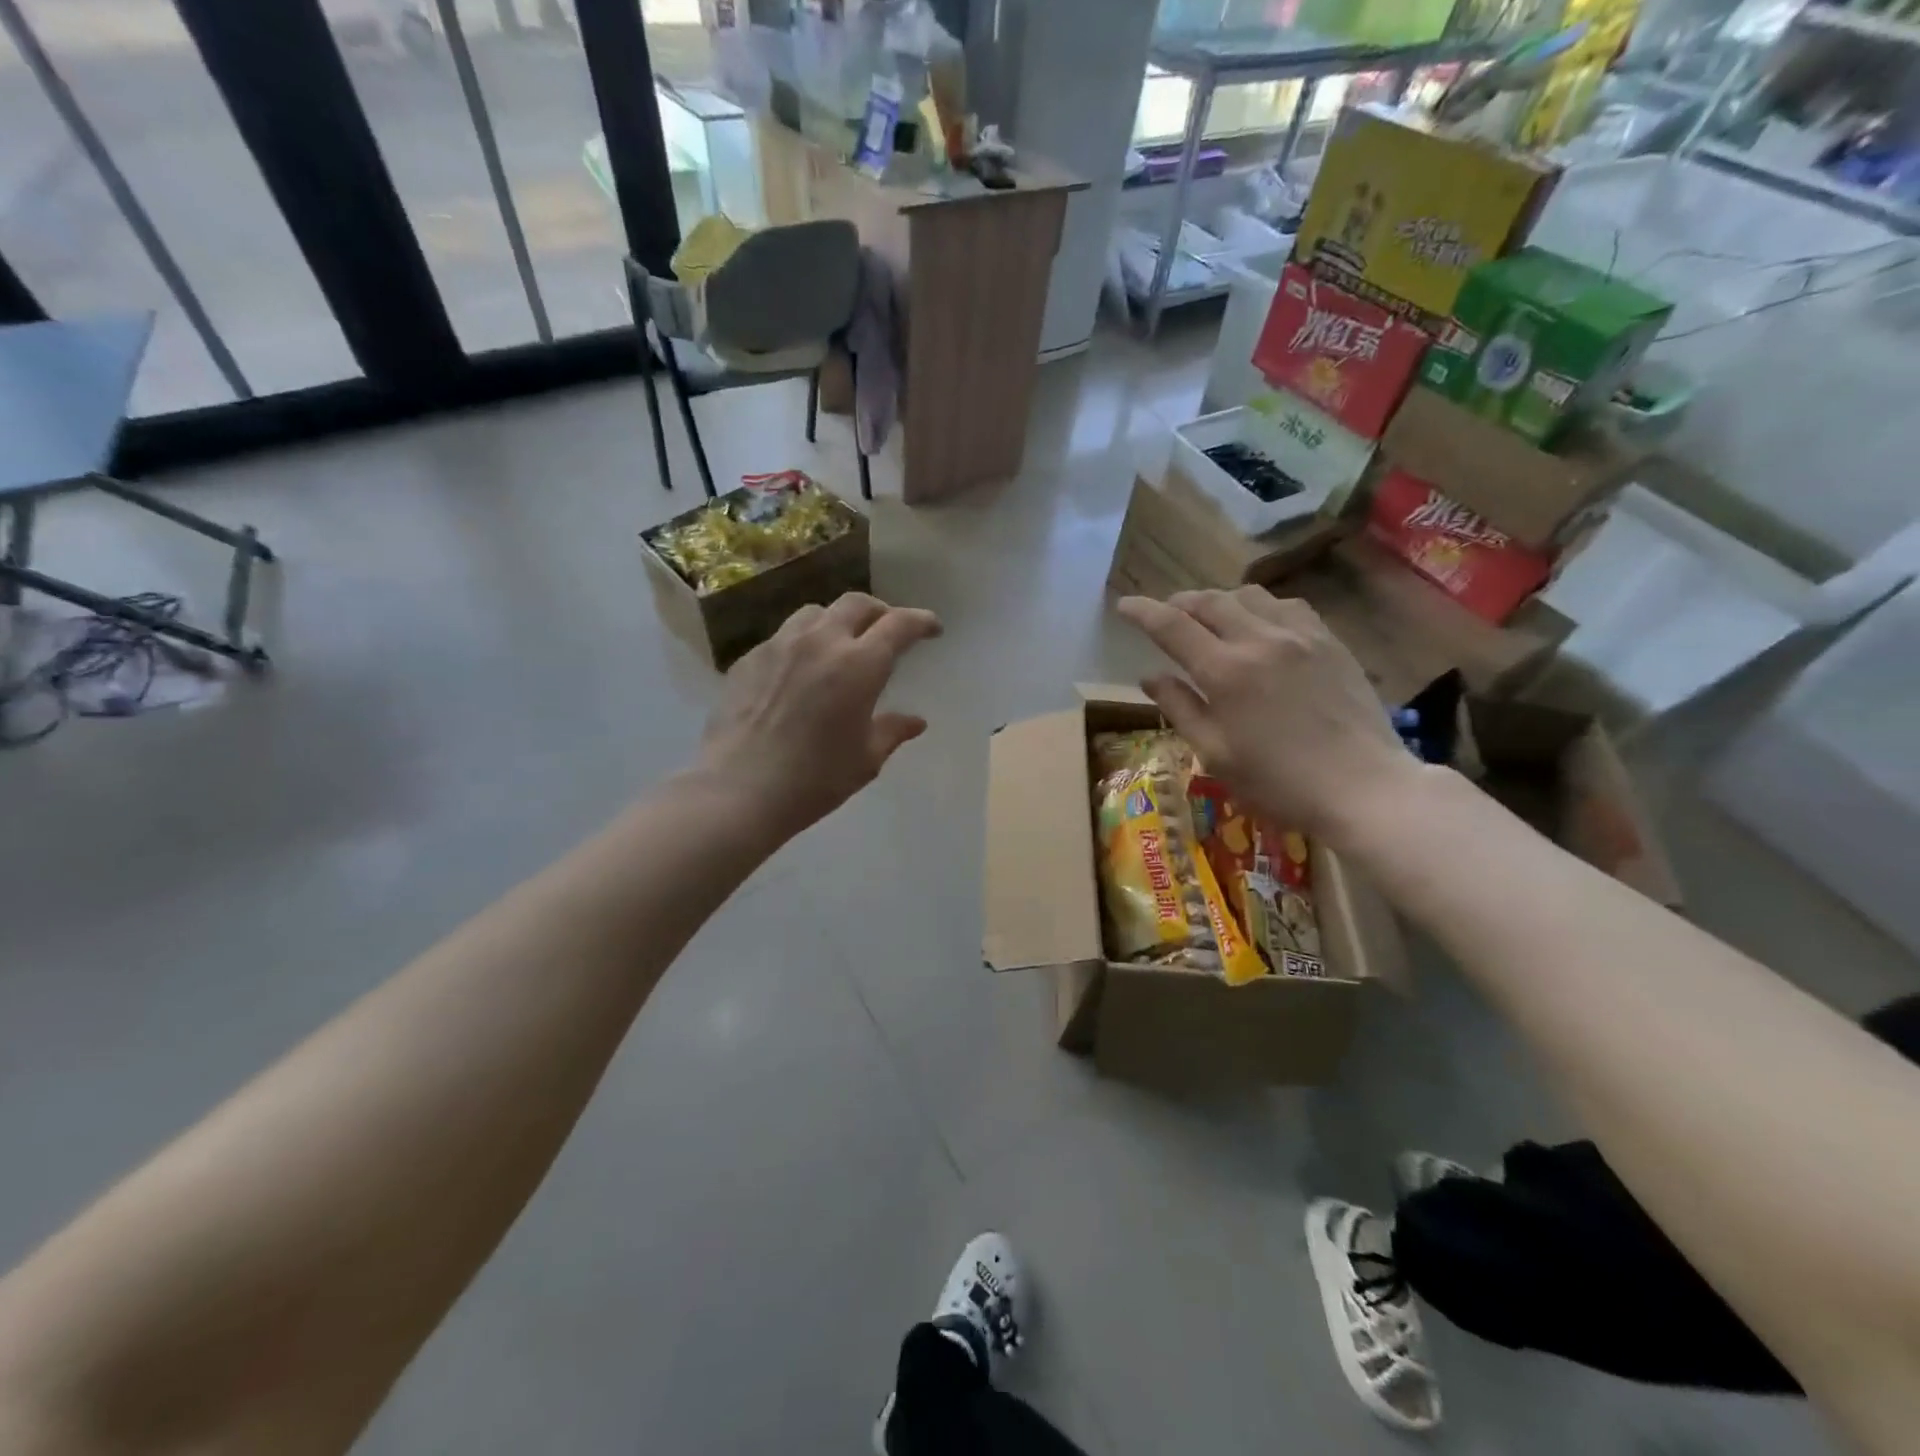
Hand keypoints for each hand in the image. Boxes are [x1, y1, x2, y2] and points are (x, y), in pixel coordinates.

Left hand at [698, 592, 941, 843]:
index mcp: (859, 665)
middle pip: (857, 604)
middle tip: (889, 631)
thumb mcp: (865, 760)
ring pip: (815, 612)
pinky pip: (783, 636)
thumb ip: (892, 731)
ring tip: (842, 643)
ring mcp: (779, 645)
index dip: (920, 621)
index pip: (899, 624)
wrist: (737, 790)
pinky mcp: (749, 658)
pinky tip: (800, 670)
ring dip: (838, 621)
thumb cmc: (814, 779)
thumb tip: (915, 721)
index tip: (932, 628)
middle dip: (880, 612)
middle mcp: (820, 642)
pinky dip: (803, 642)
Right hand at [1115, 587, 1417, 840]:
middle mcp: (1259, 640)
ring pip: (1249, 596)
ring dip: (1219, 600)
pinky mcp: (1330, 641)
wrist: (1363, 787)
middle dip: (1179, 602)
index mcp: (1224, 671)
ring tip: (1210, 617)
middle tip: (1165, 613)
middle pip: (1209, 601)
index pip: (1172, 626)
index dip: (1142, 612)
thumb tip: (1149, 676)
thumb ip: (1180, 708)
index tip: (1124, 605)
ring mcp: (1300, 636)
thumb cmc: (1278, 782)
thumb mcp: (1215, 753)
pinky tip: (1260, 625)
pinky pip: (1287, 606)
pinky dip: (1261, 607)